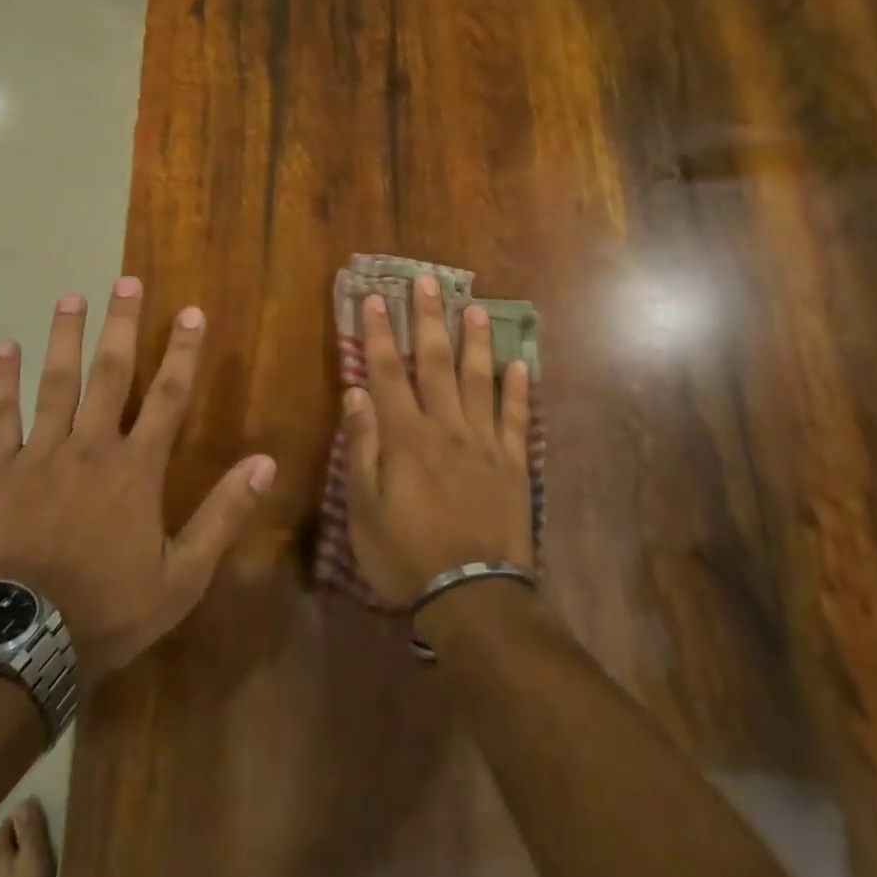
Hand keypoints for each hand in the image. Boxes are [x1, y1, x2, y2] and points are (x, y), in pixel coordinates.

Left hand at [0, 278, 276, 677]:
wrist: (24, 642)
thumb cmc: (111, 609)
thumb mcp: (183, 575)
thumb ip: (223, 515)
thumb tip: (265, 463)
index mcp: (136, 469)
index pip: (169, 397)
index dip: (183, 352)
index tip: (190, 312)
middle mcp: (91, 448)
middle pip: (111, 375)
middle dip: (122, 325)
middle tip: (126, 281)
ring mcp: (41, 456)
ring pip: (56, 384)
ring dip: (65, 338)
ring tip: (71, 297)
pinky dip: (0, 382)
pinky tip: (2, 347)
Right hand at [343, 274, 532, 607]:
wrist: (473, 595)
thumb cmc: (406, 555)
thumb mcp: (364, 509)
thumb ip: (362, 448)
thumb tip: (356, 394)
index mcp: (405, 437)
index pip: (386, 372)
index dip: (377, 333)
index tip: (373, 298)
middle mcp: (446, 427)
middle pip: (434, 363)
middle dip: (427, 319)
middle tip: (428, 281)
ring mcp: (485, 443)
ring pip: (479, 380)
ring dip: (474, 341)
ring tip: (474, 308)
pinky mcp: (513, 463)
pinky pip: (517, 417)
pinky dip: (518, 389)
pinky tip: (519, 363)